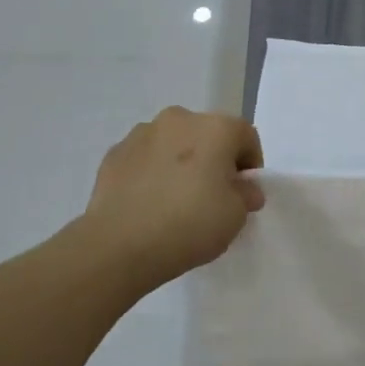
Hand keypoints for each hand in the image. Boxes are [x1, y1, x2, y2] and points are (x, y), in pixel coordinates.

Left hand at [73, 107, 264, 295]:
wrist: (119, 246)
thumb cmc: (189, 224)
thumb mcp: (236, 216)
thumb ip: (246, 194)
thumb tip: (242, 188)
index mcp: (216, 128)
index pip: (246, 136)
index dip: (250, 164)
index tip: (243, 193)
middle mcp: (180, 119)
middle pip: (208, 134)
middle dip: (214, 158)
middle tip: (212, 194)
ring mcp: (142, 133)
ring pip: (173, 143)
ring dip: (181, 162)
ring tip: (175, 199)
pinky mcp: (114, 153)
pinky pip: (144, 158)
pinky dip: (151, 172)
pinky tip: (148, 202)